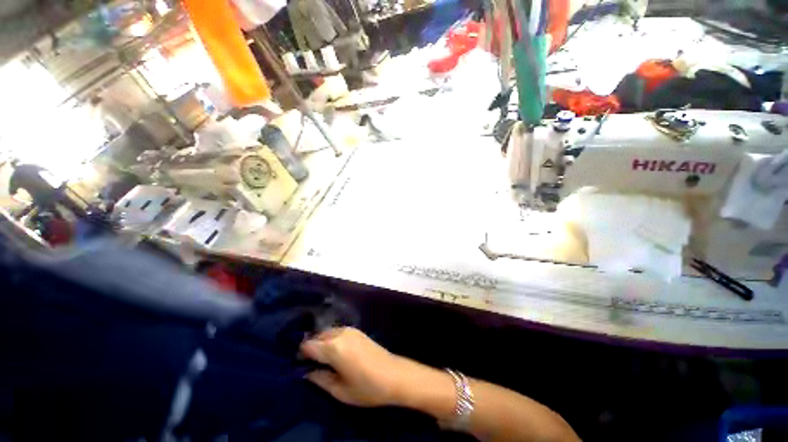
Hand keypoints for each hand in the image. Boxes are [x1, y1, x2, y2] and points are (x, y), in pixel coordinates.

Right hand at [300, 327, 422, 406]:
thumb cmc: (367, 387)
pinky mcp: (358, 331)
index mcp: (333, 347)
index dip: (300, 355)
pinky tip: (336, 353)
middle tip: (310, 365)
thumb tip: (307, 371)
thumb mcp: (339, 390)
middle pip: (317, 336)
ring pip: (328, 332)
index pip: (308, 345)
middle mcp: (340, 333)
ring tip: (322, 360)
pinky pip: (338, 332)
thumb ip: (319, 379)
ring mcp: (351, 330)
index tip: (299, 366)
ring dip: (322, 343)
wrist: (394, 375)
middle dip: (311, 348)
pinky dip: (332, 339)